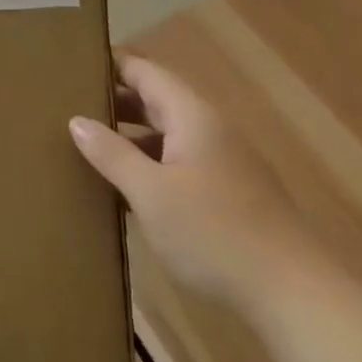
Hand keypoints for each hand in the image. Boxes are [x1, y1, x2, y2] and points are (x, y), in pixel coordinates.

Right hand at [71, 53, 316, 310]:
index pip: (144, 71)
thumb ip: (112, 153)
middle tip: (66, 106)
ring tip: (85, 147)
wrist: (295, 297)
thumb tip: (77, 121)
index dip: (109, 64)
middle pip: (155, 101)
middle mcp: (209, 130)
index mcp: (191, 116)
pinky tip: (123, 192)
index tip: (70, 65)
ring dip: (129, 138)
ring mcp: (222, 164)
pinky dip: (149, 167)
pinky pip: (178, 165)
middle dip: (113, 102)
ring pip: (166, 136)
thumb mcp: (150, 193)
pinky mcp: (229, 197)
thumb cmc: (215, 233)